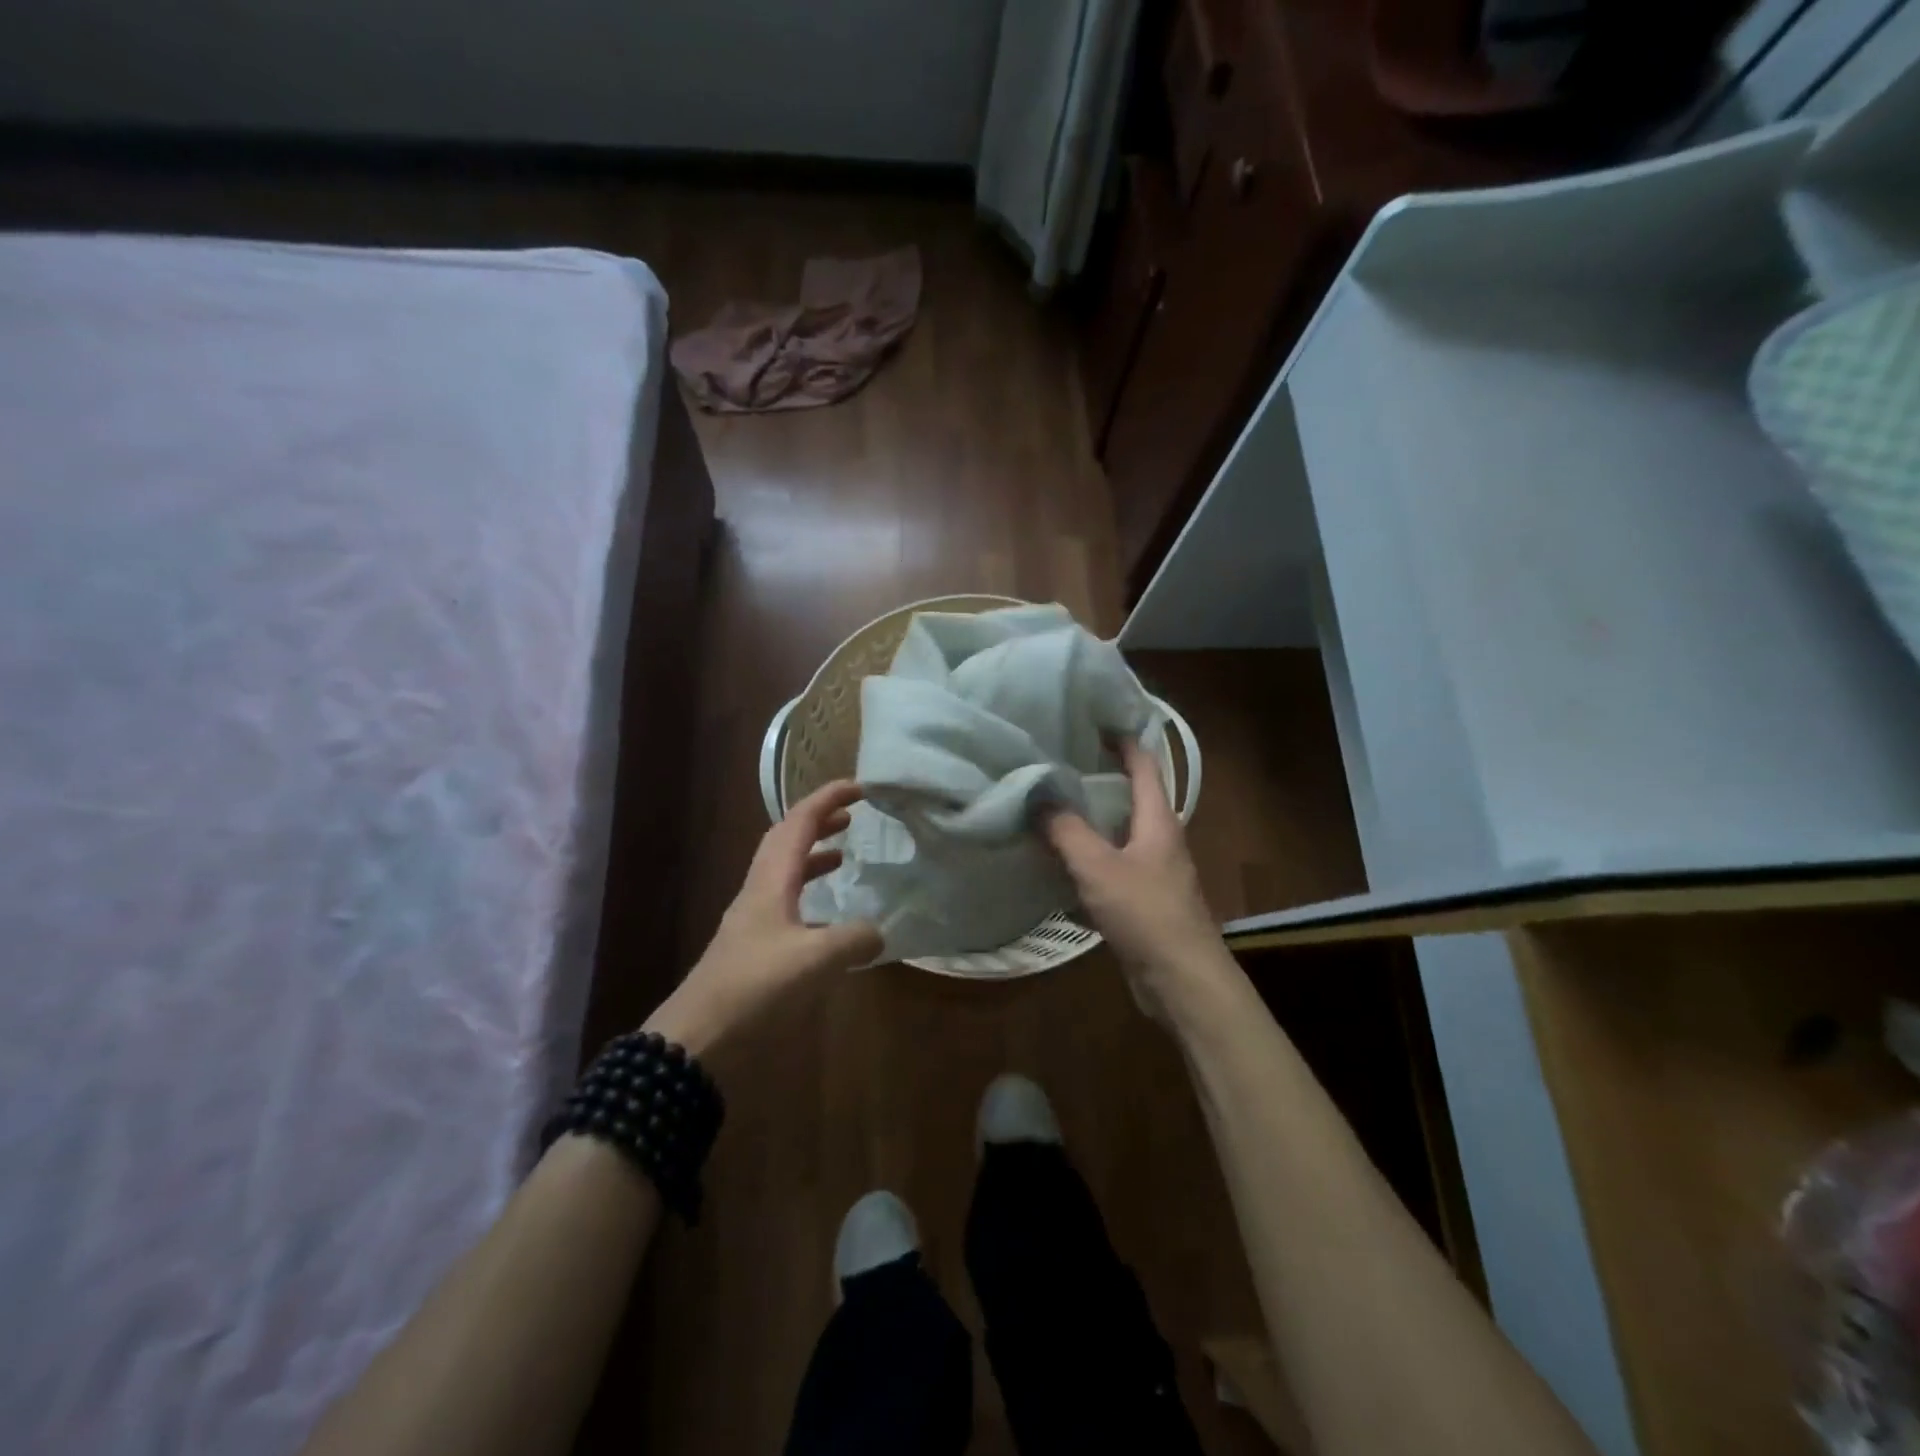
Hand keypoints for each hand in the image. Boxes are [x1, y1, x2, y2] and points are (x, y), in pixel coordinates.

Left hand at [646, 781, 882, 1053]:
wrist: (697, 1041)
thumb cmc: (754, 989)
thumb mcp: (815, 961)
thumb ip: (853, 940)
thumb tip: (878, 932)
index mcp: (770, 882)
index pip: (799, 824)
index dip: (827, 799)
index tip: (859, 786)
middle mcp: (758, 893)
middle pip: (785, 841)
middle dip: (817, 822)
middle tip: (850, 817)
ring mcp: (752, 921)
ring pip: (783, 873)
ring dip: (811, 857)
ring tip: (842, 858)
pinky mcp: (751, 950)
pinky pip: (785, 906)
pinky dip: (809, 897)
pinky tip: (828, 922)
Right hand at [1043, 740, 1235, 1021]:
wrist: (1181, 979)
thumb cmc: (1145, 913)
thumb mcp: (1098, 866)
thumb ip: (1065, 829)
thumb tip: (1036, 794)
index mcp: (1158, 819)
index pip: (1144, 763)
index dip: (1121, 738)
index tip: (1091, 719)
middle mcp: (1159, 837)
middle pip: (1129, 795)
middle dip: (1097, 775)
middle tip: (1056, 760)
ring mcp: (1153, 870)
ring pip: (1117, 832)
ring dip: (1089, 818)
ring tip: (1049, 803)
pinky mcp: (1142, 899)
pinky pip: (1111, 865)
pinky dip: (1087, 856)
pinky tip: (1058, 860)